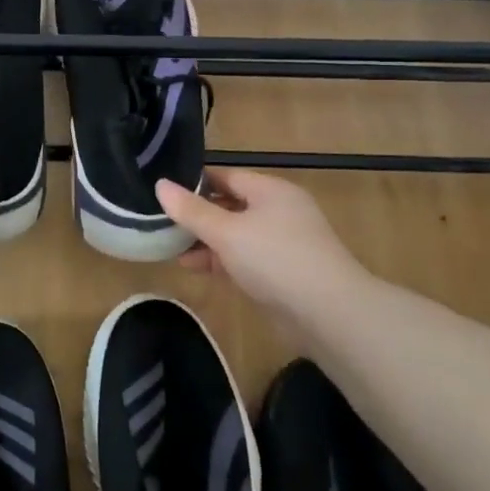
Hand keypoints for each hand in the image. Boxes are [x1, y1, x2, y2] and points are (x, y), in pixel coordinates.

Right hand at [155, 167, 371, 313]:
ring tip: (171, 248)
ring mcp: (283, 243)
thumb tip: (160, 184)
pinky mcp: (283, 273)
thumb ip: (191, 210)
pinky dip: (221, 260)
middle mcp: (279, 211)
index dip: (194, 182)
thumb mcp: (226, 231)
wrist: (329, 314)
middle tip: (161, 222)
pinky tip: (195, 268)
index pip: (225, 176)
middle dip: (197, 215)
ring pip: (235, 234)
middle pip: (229, 205)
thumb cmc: (275, 259)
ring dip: (206, 241)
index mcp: (271, 191)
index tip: (163, 191)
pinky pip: (244, 258)